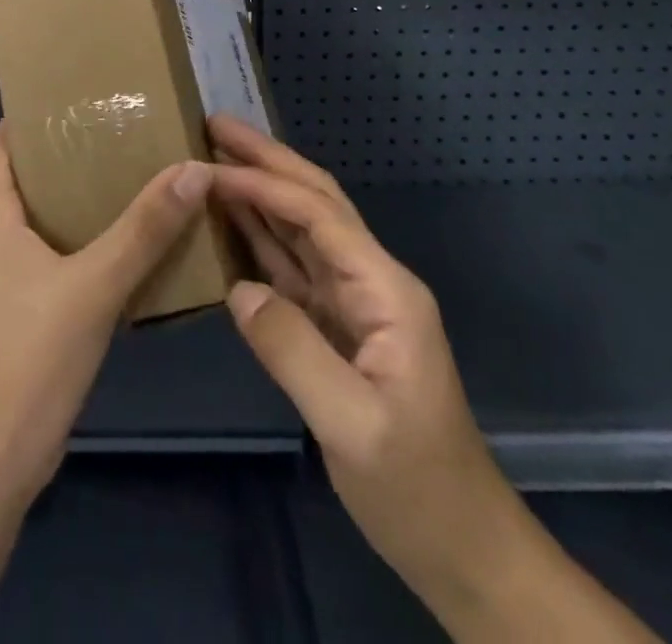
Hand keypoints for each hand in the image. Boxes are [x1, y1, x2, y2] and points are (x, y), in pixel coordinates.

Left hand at [0, 125, 211, 510]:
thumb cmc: (27, 356)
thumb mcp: (92, 284)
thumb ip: (144, 228)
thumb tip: (193, 167)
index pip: (2, 146)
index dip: (32, 116)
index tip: (78, 93)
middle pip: (30, 179)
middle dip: (72, 154)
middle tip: (124, 129)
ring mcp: (8, 280)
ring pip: (49, 221)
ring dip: (86, 201)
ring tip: (137, 174)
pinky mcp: (27, 314)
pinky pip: (60, 260)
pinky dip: (90, 244)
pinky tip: (133, 243)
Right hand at [207, 115, 506, 591]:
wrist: (462, 547)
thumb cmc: (415, 488)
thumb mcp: (353, 426)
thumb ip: (293, 350)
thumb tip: (237, 289)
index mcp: (385, 290)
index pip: (318, 214)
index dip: (264, 183)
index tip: (210, 162)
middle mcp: (371, 281)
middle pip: (315, 201)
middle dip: (267, 160)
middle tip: (213, 125)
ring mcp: (354, 302)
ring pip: (302, 228)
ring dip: (260, 190)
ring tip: (214, 159)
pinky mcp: (337, 326)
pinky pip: (292, 267)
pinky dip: (259, 238)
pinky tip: (229, 223)